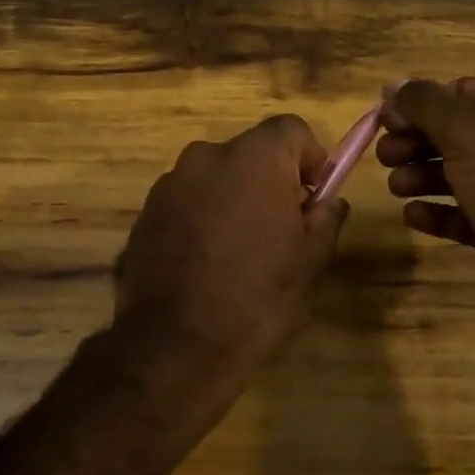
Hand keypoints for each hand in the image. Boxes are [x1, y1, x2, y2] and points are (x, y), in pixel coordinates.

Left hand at [114, 115, 348, 413]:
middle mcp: (206, 156)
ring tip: (238, 252)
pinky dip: (200, 218)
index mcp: (253, 158)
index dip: (309, 158)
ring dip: (232, 199)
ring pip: (215, 178)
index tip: (312, 198)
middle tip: (279, 230)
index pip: (291, 129)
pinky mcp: (145, 212)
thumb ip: (326, 217)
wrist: (176, 345)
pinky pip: (186, 202)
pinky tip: (204, 263)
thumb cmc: (258, 298)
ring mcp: (169, 183)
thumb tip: (329, 200)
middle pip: (250, 153)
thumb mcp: (310, 261)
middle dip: (269, 181)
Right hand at [378, 78, 474, 339]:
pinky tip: (413, 216)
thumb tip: (392, 85)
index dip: (421, 102)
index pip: (463, 92)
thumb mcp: (469, 134)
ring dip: (420, 177)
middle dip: (416, 141)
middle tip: (384, 157)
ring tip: (395, 188)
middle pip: (455, 134)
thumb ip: (426, 104)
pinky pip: (464, 215)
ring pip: (457, 174)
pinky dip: (437, 213)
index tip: (385, 120)